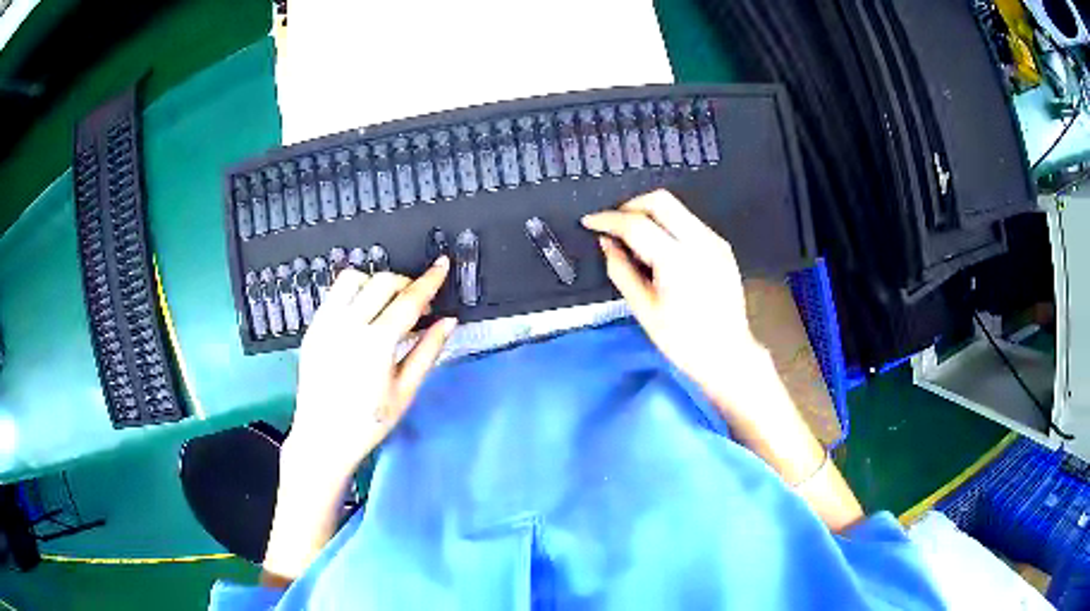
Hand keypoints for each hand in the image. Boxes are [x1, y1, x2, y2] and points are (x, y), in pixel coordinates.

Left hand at [286, 257, 456, 481]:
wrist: (322, 438)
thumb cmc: (368, 423)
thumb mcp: (405, 391)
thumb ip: (427, 351)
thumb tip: (449, 321)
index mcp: (375, 345)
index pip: (408, 300)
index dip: (429, 280)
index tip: (442, 265)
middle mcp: (347, 326)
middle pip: (382, 282)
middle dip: (405, 284)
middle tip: (416, 305)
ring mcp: (325, 324)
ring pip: (353, 278)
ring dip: (376, 282)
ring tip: (386, 305)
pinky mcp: (312, 327)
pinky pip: (334, 293)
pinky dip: (354, 292)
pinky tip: (363, 313)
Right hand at [581, 190, 766, 410]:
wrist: (727, 355)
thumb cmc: (682, 341)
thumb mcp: (643, 309)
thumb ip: (621, 270)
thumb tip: (607, 242)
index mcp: (677, 261)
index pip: (636, 224)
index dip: (608, 219)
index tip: (589, 222)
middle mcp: (700, 242)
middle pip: (660, 200)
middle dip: (630, 206)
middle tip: (613, 225)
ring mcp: (715, 241)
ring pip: (677, 207)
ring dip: (649, 213)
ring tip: (633, 237)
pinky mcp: (722, 247)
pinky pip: (689, 222)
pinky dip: (668, 225)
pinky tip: (660, 248)